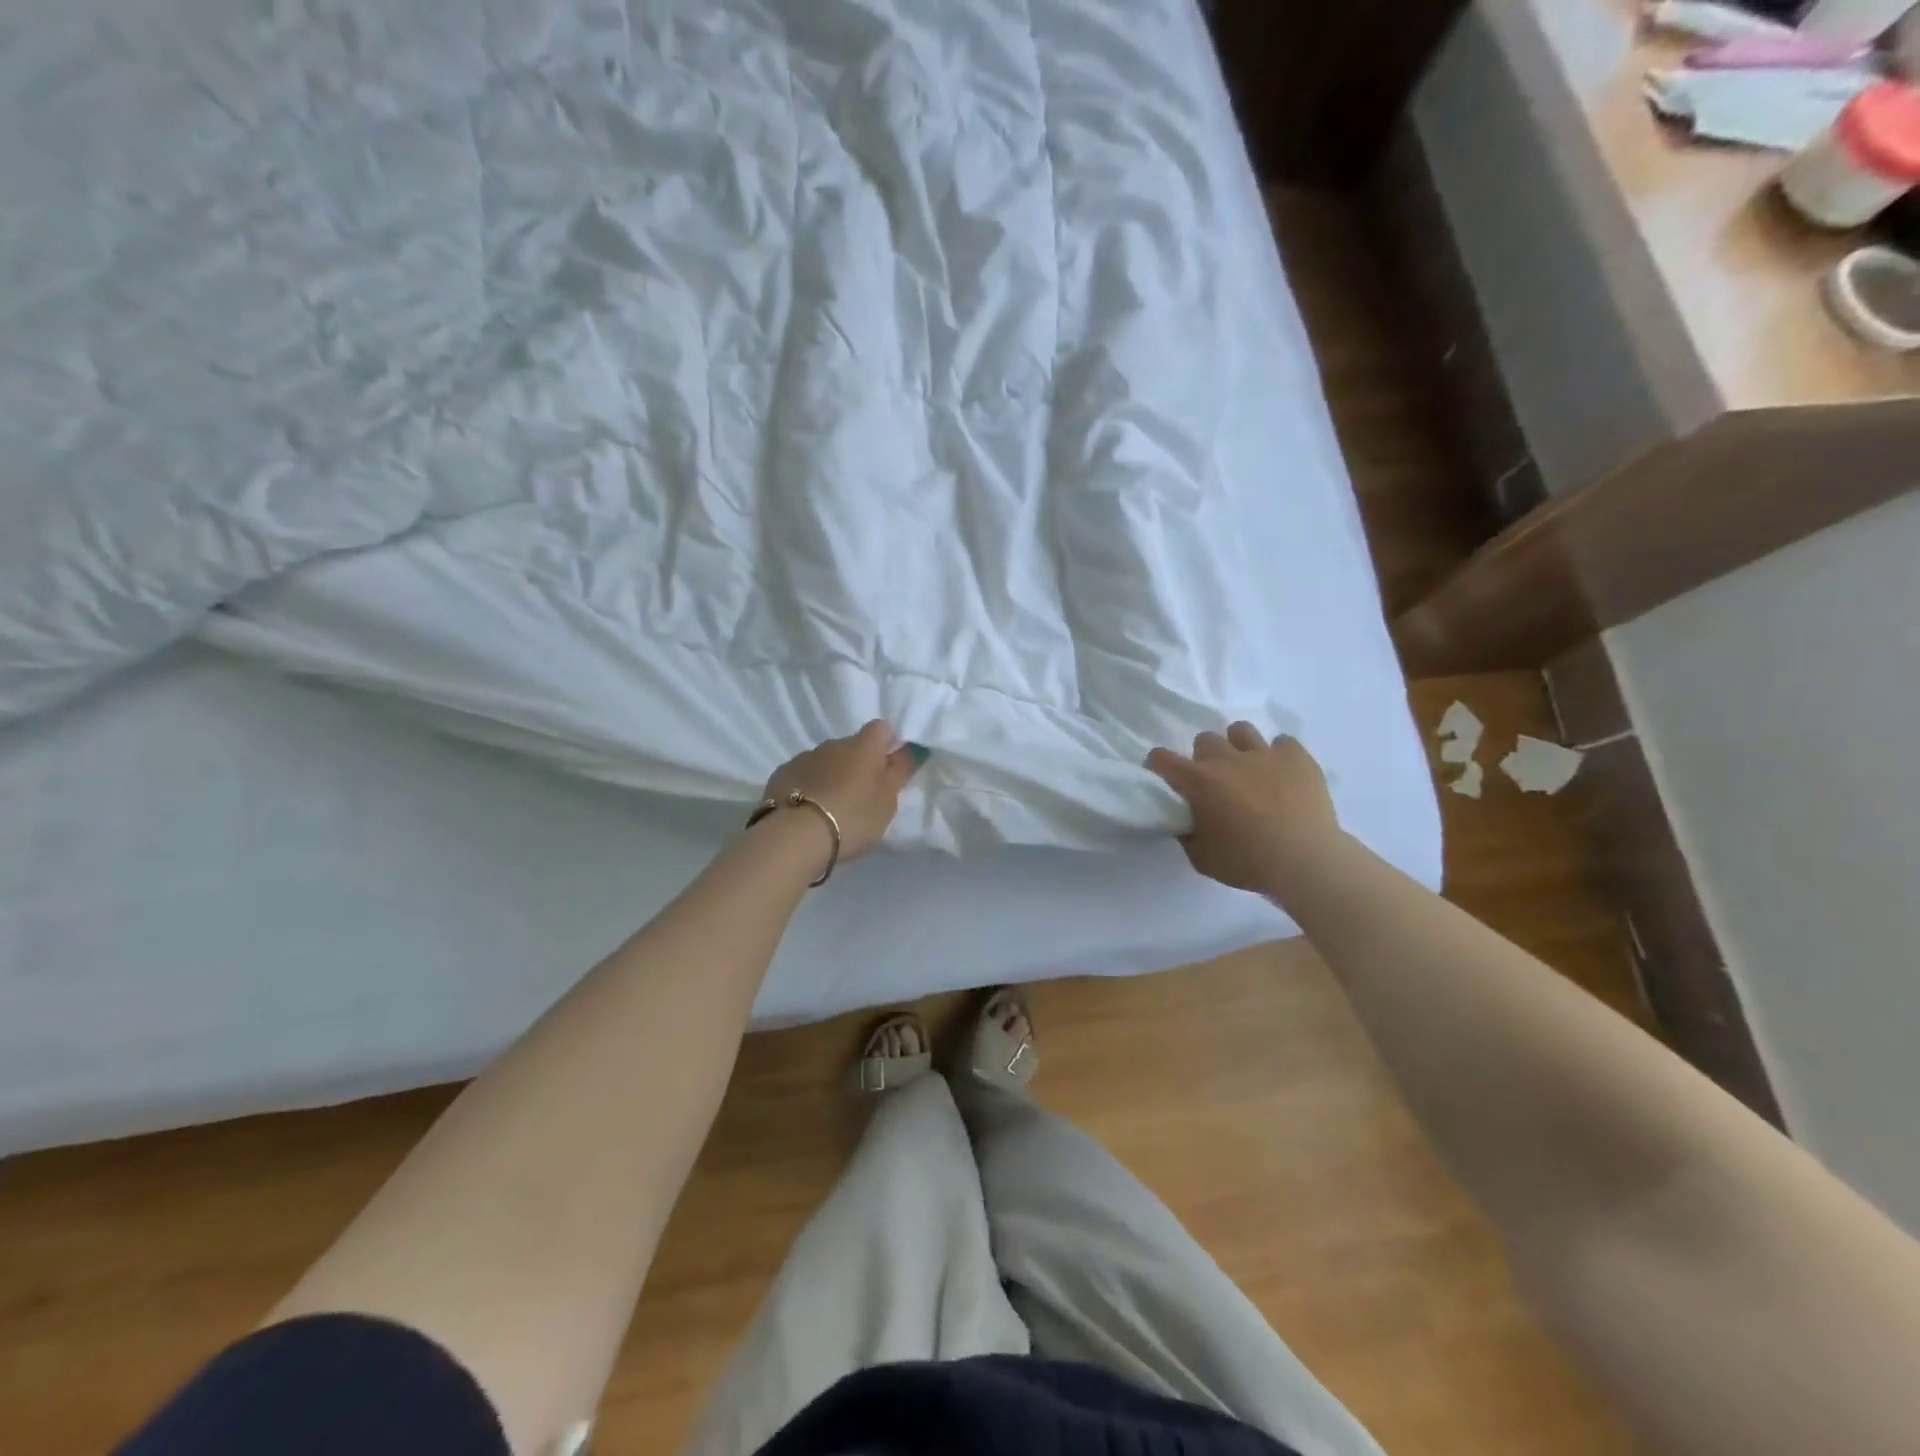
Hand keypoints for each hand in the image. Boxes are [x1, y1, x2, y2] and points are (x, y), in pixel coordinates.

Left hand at [763, 721, 920, 861]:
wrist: (795, 836)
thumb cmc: (852, 817)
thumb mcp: (887, 801)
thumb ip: (900, 772)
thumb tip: (912, 748)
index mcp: (863, 746)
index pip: (881, 728)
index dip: (887, 744)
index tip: (889, 769)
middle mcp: (833, 744)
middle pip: (852, 746)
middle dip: (858, 765)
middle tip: (862, 797)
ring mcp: (804, 757)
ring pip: (826, 761)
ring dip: (832, 776)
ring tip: (832, 808)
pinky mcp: (781, 774)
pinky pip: (802, 775)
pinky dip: (809, 786)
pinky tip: (808, 811)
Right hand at [1147, 722, 1341, 893]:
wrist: (1305, 861)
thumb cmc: (1247, 862)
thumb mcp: (1202, 859)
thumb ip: (1187, 836)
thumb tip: (1186, 823)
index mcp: (1198, 781)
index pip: (1162, 758)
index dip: (1159, 765)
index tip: (1165, 777)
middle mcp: (1227, 759)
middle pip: (1205, 740)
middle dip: (1205, 757)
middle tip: (1215, 781)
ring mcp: (1264, 754)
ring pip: (1241, 731)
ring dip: (1239, 747)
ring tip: (1249, 769)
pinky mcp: (1296, 757)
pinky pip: (1283, 743)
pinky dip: (1279, 756)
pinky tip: (1283, 775)